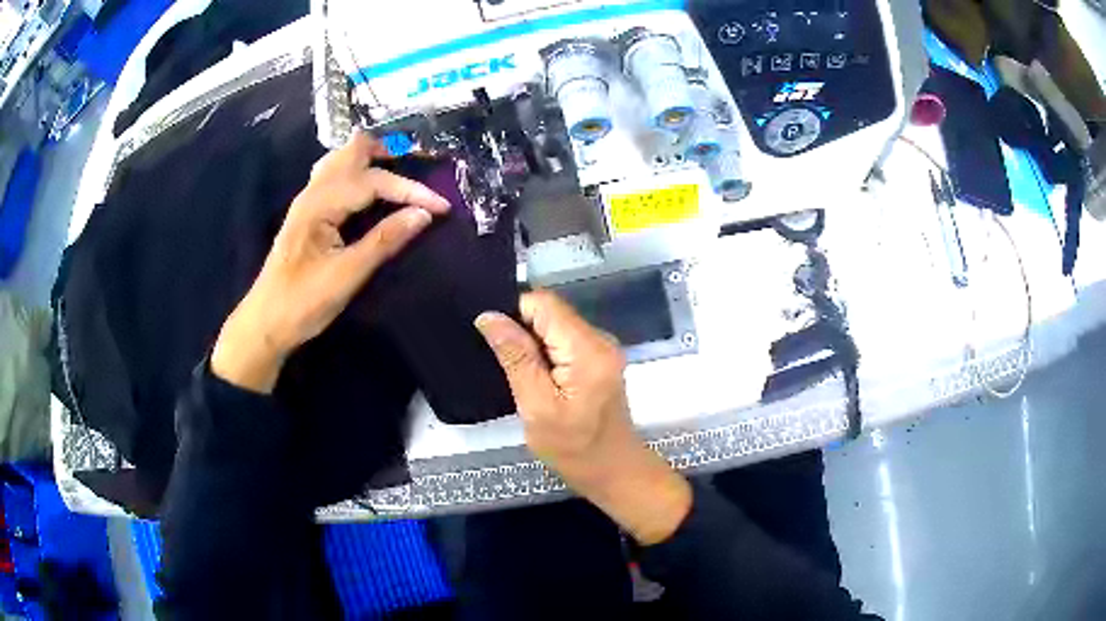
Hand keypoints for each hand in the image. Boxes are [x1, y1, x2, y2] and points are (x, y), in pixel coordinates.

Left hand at [212, 132, 450, 392]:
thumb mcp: (347, 275)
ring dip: (372, 160)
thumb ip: (385, 240)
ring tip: (400, 174)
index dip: (411, 190)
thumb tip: (423, 215)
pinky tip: (369, 191)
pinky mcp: (307, 212)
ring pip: (342, 159)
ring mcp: (307, 200)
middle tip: (421, 170)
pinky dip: (358, 172)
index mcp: (321, 203)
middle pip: (353, 150)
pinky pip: (335, 175)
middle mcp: (313, 192)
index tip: (442, 207)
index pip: (374, 180)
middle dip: (389, 153)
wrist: (265, 323)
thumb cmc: (303, 302)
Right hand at [475, 291, 691, 544]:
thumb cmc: (574, 449)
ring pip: (555, 326)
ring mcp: (602, 349)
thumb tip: (489, 316)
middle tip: (500, 362)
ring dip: (531, 344)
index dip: (513, 313)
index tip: (492, 341)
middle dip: (521, 330)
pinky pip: (564, 341)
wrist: (614, 472)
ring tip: (515, 372)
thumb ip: (515, 357)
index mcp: (587, 348)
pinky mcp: (598, 360)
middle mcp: (600, 339)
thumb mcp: (536, 406)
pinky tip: (534, 378)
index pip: (543, 303)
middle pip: (550, 312)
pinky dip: (544, 354)